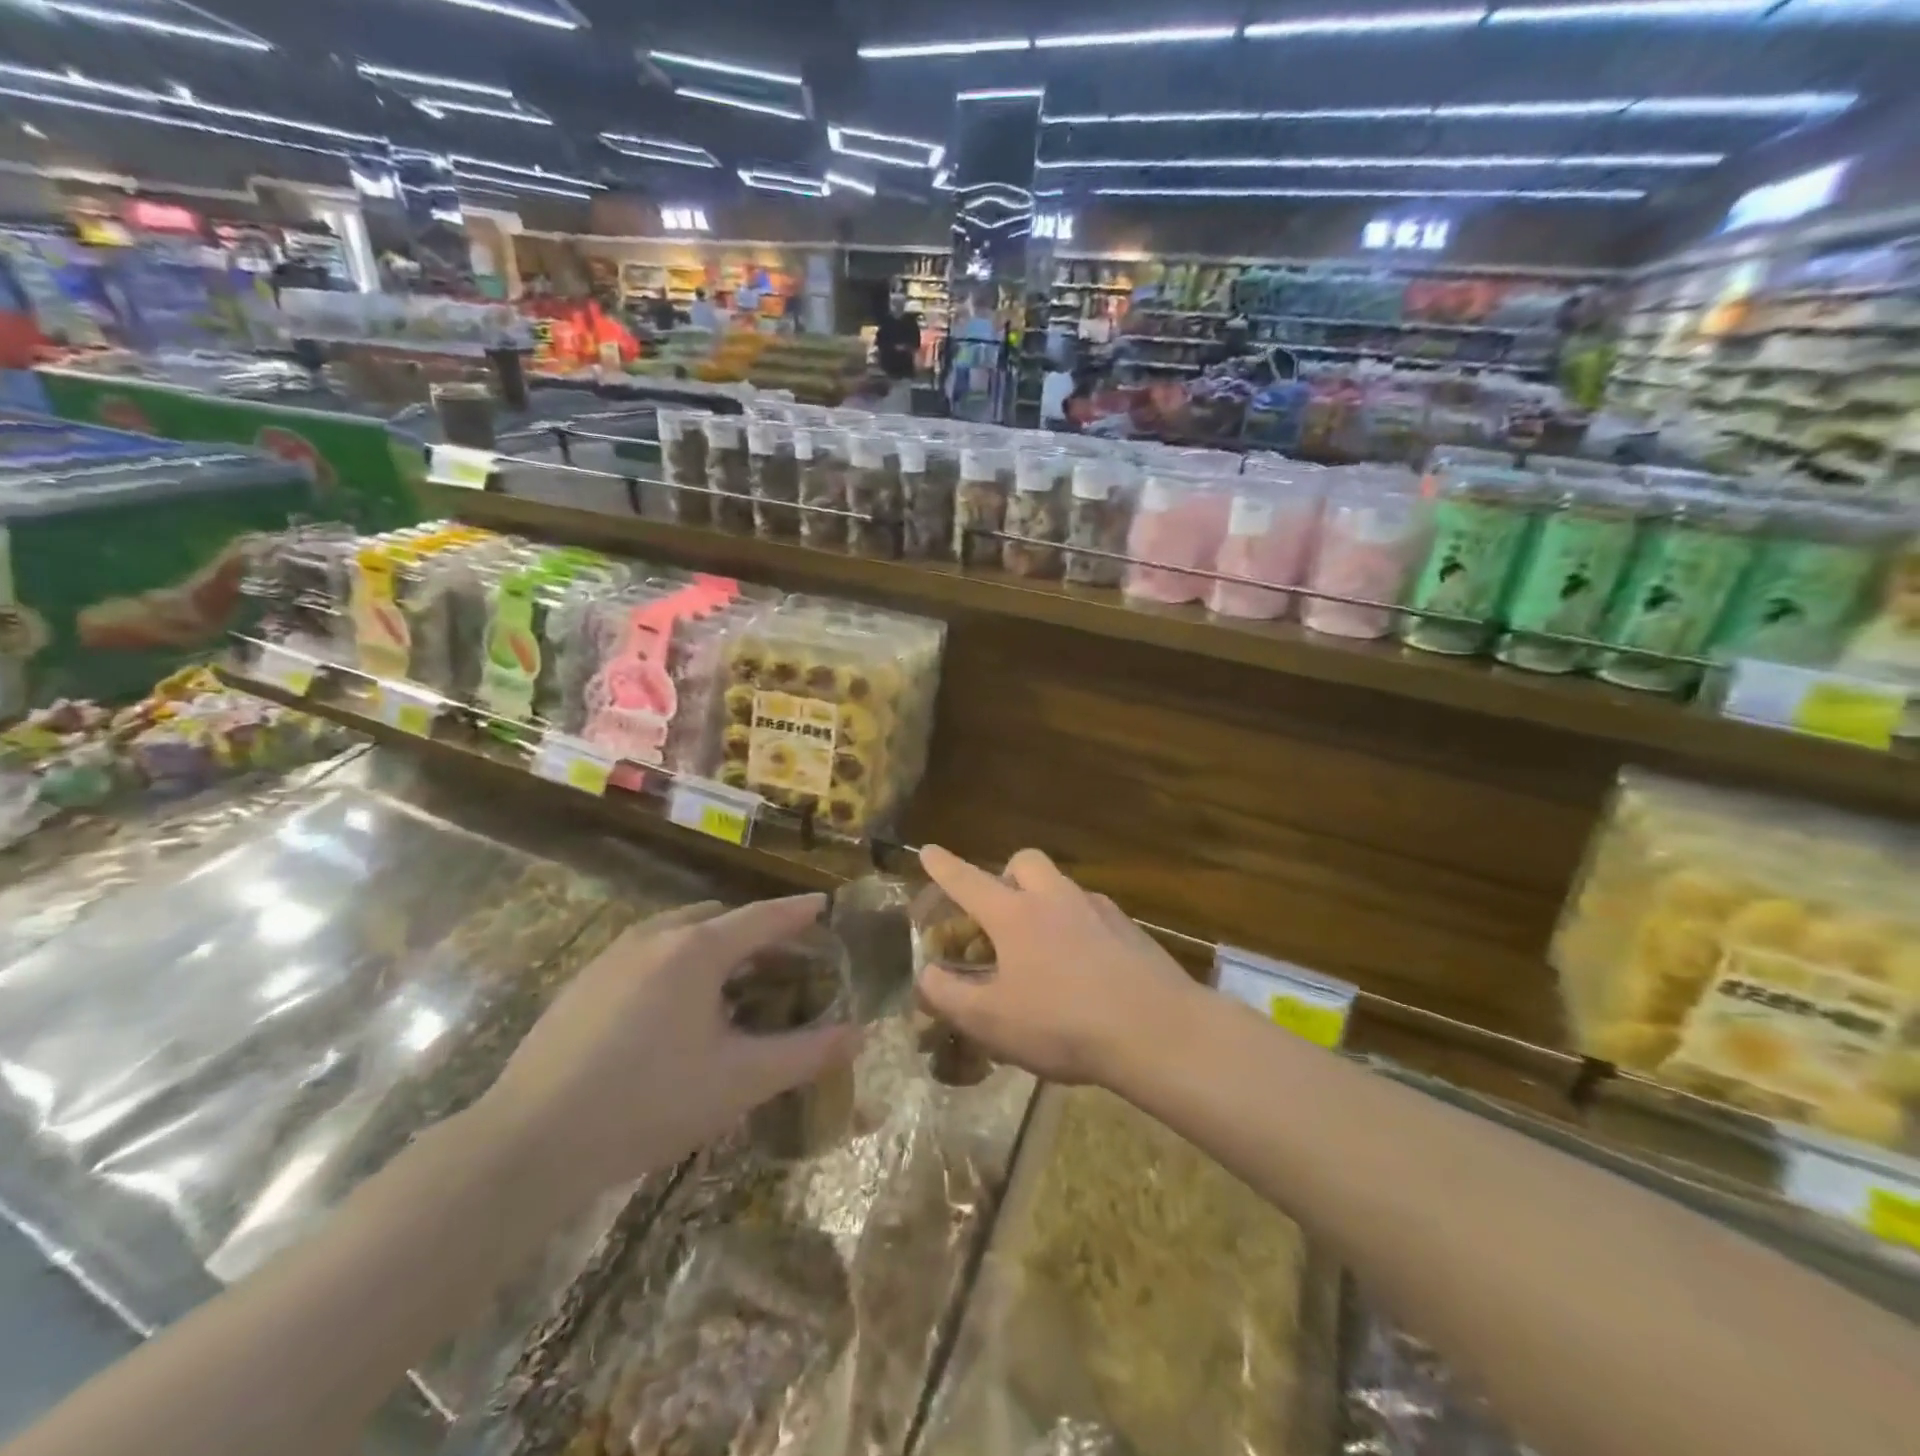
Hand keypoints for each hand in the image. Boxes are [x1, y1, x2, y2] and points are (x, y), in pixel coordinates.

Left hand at [478, 895, 855, 1205]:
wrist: (527, 1144)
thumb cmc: (648, 1102)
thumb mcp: (739, 1081)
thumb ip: (805, 1054)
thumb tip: (859, 1034)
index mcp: (697, 949)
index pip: (762, 917)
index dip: (798, 912)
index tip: (824, 903)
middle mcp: (655, 938)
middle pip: (719, 918)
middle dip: (756, 930)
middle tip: (783, 957)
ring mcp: (612, 957)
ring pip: (679, 933)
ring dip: (714, 944)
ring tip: (733, 981)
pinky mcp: (583, 984)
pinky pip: (648, 953)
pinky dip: (679, 962)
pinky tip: (676, 1009)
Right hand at [916, 846, 1199, 1086]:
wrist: (1156, 1030)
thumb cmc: (1062, 1023)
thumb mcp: (991, 1021)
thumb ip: (948, 996)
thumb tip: (926, 975)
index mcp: (1015, 915)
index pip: (968, 881)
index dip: (944, 866)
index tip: (928, 849)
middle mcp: (1055, 898)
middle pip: (1024, 862)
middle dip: (1005, 875)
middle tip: (1000, 911)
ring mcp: (1097, 909)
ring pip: (1061, 885)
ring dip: (1043, 900)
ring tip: (1041, 947)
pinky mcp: (1129, 928)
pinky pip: (1091, 912)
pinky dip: (1077, 926)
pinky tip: (1083, 965)